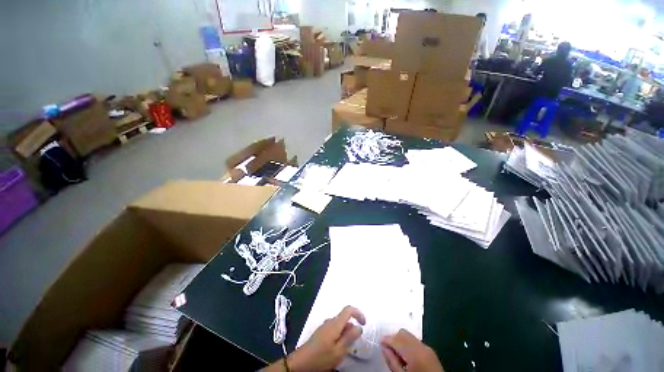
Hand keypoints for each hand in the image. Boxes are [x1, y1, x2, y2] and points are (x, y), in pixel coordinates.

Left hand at [288, 306, 365, 371]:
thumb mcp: (339, 351)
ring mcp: (325, 326)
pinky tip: (337, 348)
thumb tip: (359, 327)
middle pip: (345, 318)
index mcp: (335, 323)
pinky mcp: (321, 332)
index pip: (349, 309)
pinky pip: (334, 329)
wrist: (301, 362)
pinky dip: (340, 335)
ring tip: (346, 348)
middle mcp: (330, 321)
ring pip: (340, 324)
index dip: (358, 313)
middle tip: (354, 343)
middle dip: (352, 327)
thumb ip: (350, 338)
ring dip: (346, 333)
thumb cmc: (321, 357)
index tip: (364, 324)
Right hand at [381, 329, 443, 371]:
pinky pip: (416, 342)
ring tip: (397, 353)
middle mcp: (422, 346)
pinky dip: (408, 344)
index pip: (396, 339)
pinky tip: (406, 355)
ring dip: (401, 340)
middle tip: (388, 348)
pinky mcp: (431, 352)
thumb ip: (392, 361)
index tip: (380, 342)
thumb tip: (384, 347)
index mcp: (414, 353)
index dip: (386, 339)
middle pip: (403, 333)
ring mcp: (428, 348)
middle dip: (394, 338)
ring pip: (409, 336)